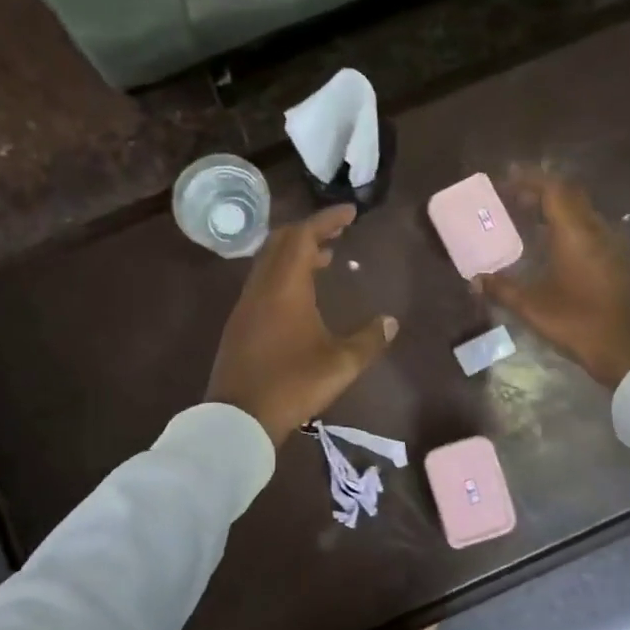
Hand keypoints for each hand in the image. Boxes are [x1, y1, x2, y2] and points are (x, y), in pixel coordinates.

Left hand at [207, 205, 398, 445]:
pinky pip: (263, 282)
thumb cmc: (292, 384)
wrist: (239, 417)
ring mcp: (246, 305)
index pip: (304, 236)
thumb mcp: (340, 364)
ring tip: (325, 259)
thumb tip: (390, 322)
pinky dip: (284, 274)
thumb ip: (368, 340)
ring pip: (269, 262)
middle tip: (338, 231)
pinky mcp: (240, 324)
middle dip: (310, 230)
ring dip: (295, 253)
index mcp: (285, 286)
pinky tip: (301, 296)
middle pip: (282, 241)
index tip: (350, 212)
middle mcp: (262, 287)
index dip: (327, 219)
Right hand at [478, 170, 629, 389]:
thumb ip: (502, 288)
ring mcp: (615, 246)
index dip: (530, 180)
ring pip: (584, 214)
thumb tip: (476, 279)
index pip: (554, 190)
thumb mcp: (533, 307)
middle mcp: (598, 231)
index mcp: (576, 234)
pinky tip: (557, 249)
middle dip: (542, 192)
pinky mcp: (621, 262)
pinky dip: (571, 229)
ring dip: (558, 211)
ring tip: (531, 221)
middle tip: (515, 199)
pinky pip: (593, 232)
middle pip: (571, 197)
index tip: (507, 180)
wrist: (629, 351)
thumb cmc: (578, 323)